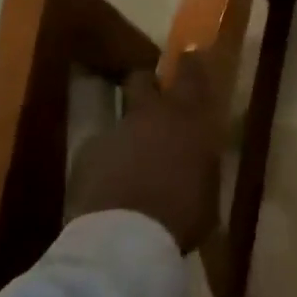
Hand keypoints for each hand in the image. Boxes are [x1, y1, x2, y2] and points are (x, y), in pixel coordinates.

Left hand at [66, 53, 223, 253]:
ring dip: (128, 132)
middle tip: (154, 99)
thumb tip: (202, 162)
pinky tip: (110, 187)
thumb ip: (204, 165)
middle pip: (143, 79)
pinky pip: (101, 149)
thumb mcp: (209, 191)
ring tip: (132, 162)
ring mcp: (116, 131)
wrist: (124, 239)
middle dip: (148, 84)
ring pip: (121, 118)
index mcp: (189, 118)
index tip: (190, 56)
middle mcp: (152, 114)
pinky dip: (107, 162)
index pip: (191, 72)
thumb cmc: (181, 215)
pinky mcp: (87, 153)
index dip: (190, 62)